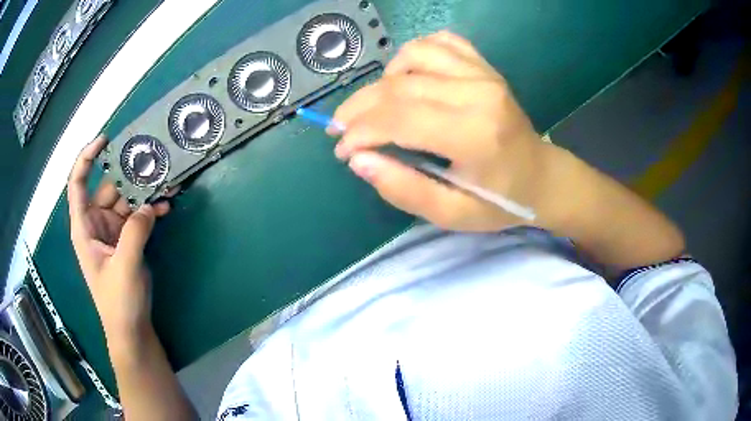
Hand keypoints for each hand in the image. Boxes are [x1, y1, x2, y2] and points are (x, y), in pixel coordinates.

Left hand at [67, 136, 172, 345]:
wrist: (131, 329)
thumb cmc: (118, 301)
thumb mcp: (124, 267)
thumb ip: (135, 233)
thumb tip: (149, 205)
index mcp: (84, 227)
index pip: (78, 185)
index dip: (86, 159)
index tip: (104, 140)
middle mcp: (96, 224)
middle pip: (109, 188)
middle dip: (129, 175)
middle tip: (152, 161)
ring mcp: (113, 231)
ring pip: (127, 200)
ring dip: (144, 191)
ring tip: (166, 181)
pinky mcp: (128, 240)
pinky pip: (138, 216)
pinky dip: (150, 209)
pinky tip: (166, 205)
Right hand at [332, 31, 548, 231]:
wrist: (541, 177)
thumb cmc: (499, 202)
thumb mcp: (452, 214)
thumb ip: (403, 189)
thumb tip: (357, 159)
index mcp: (474, 135)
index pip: (399, 118)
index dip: (359, 131)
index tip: (342, 149)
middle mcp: (478, 93)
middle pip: (398, 87)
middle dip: (358, 108)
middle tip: (341, 129)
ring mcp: (483, 73)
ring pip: (412, 57)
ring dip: (382, 81)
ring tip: (376, 107)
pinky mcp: (484, 65)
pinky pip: (438, 43)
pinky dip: (413, 55)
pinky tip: (407, 78)